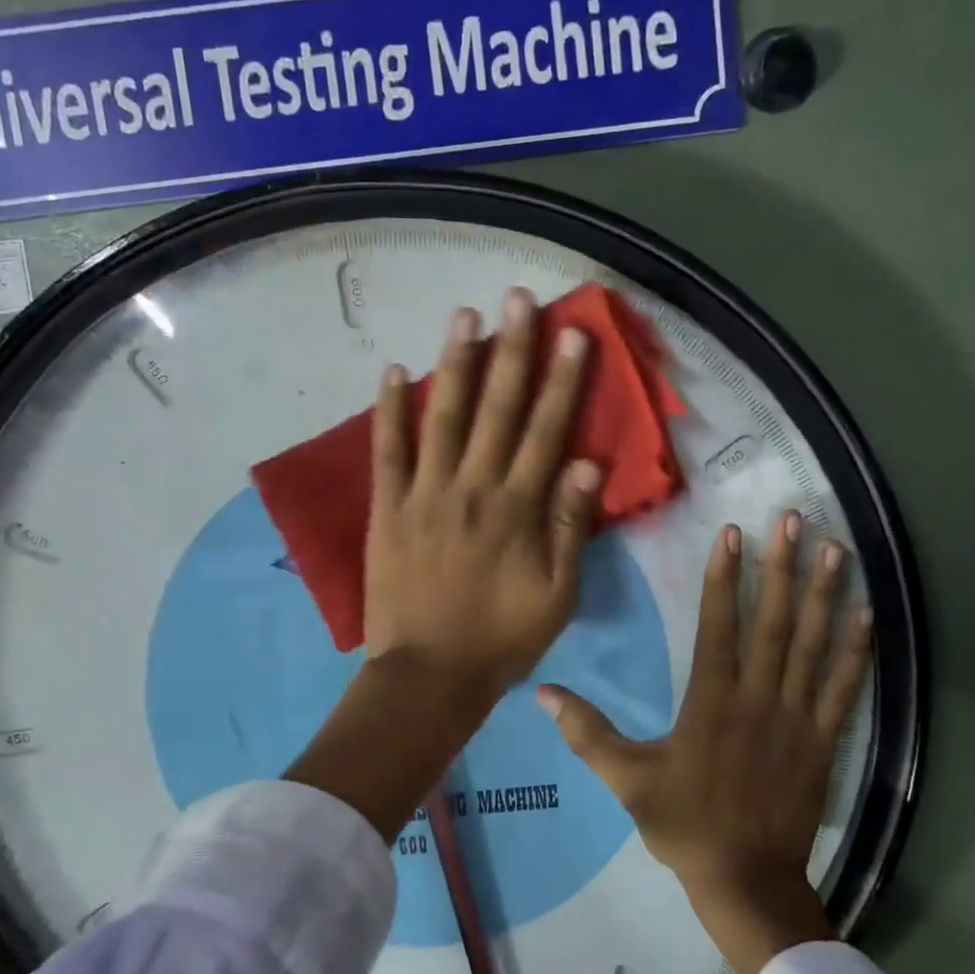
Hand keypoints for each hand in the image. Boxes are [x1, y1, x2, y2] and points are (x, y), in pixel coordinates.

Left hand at [365, 288, 599, 708]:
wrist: (428, 675)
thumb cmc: (501, 639)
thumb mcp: (557, 595)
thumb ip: (571, 527)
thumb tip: (587, 463)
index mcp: (518, 510)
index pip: (546, 432)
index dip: (562, 381)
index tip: (573, 333)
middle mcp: (473, 489)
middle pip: (498, 410)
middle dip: (513, 351)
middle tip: (519, 298)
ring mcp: (425, 495)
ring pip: (444, 417)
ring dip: (455, 364)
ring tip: (465, 315)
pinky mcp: (387, 509)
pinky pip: (387, 452)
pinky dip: (389, 411)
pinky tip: (394, 370)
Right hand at [537, 510, 873, 973]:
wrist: (747, 882)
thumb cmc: (684, 825)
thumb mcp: (626, 780)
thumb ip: (587, 733)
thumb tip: (543, 692)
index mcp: (711, 702)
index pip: (719, 625)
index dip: (725, 576)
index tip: (733, 533)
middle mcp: (758, 698)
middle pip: (773, 621)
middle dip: (782, 566)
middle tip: (794, 519)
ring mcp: (797, 718)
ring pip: (813, 645)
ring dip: (823, 594)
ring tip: (834, 548)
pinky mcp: (824, 740)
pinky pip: (844, 687)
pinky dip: (856, 649)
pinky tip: (867, 613)